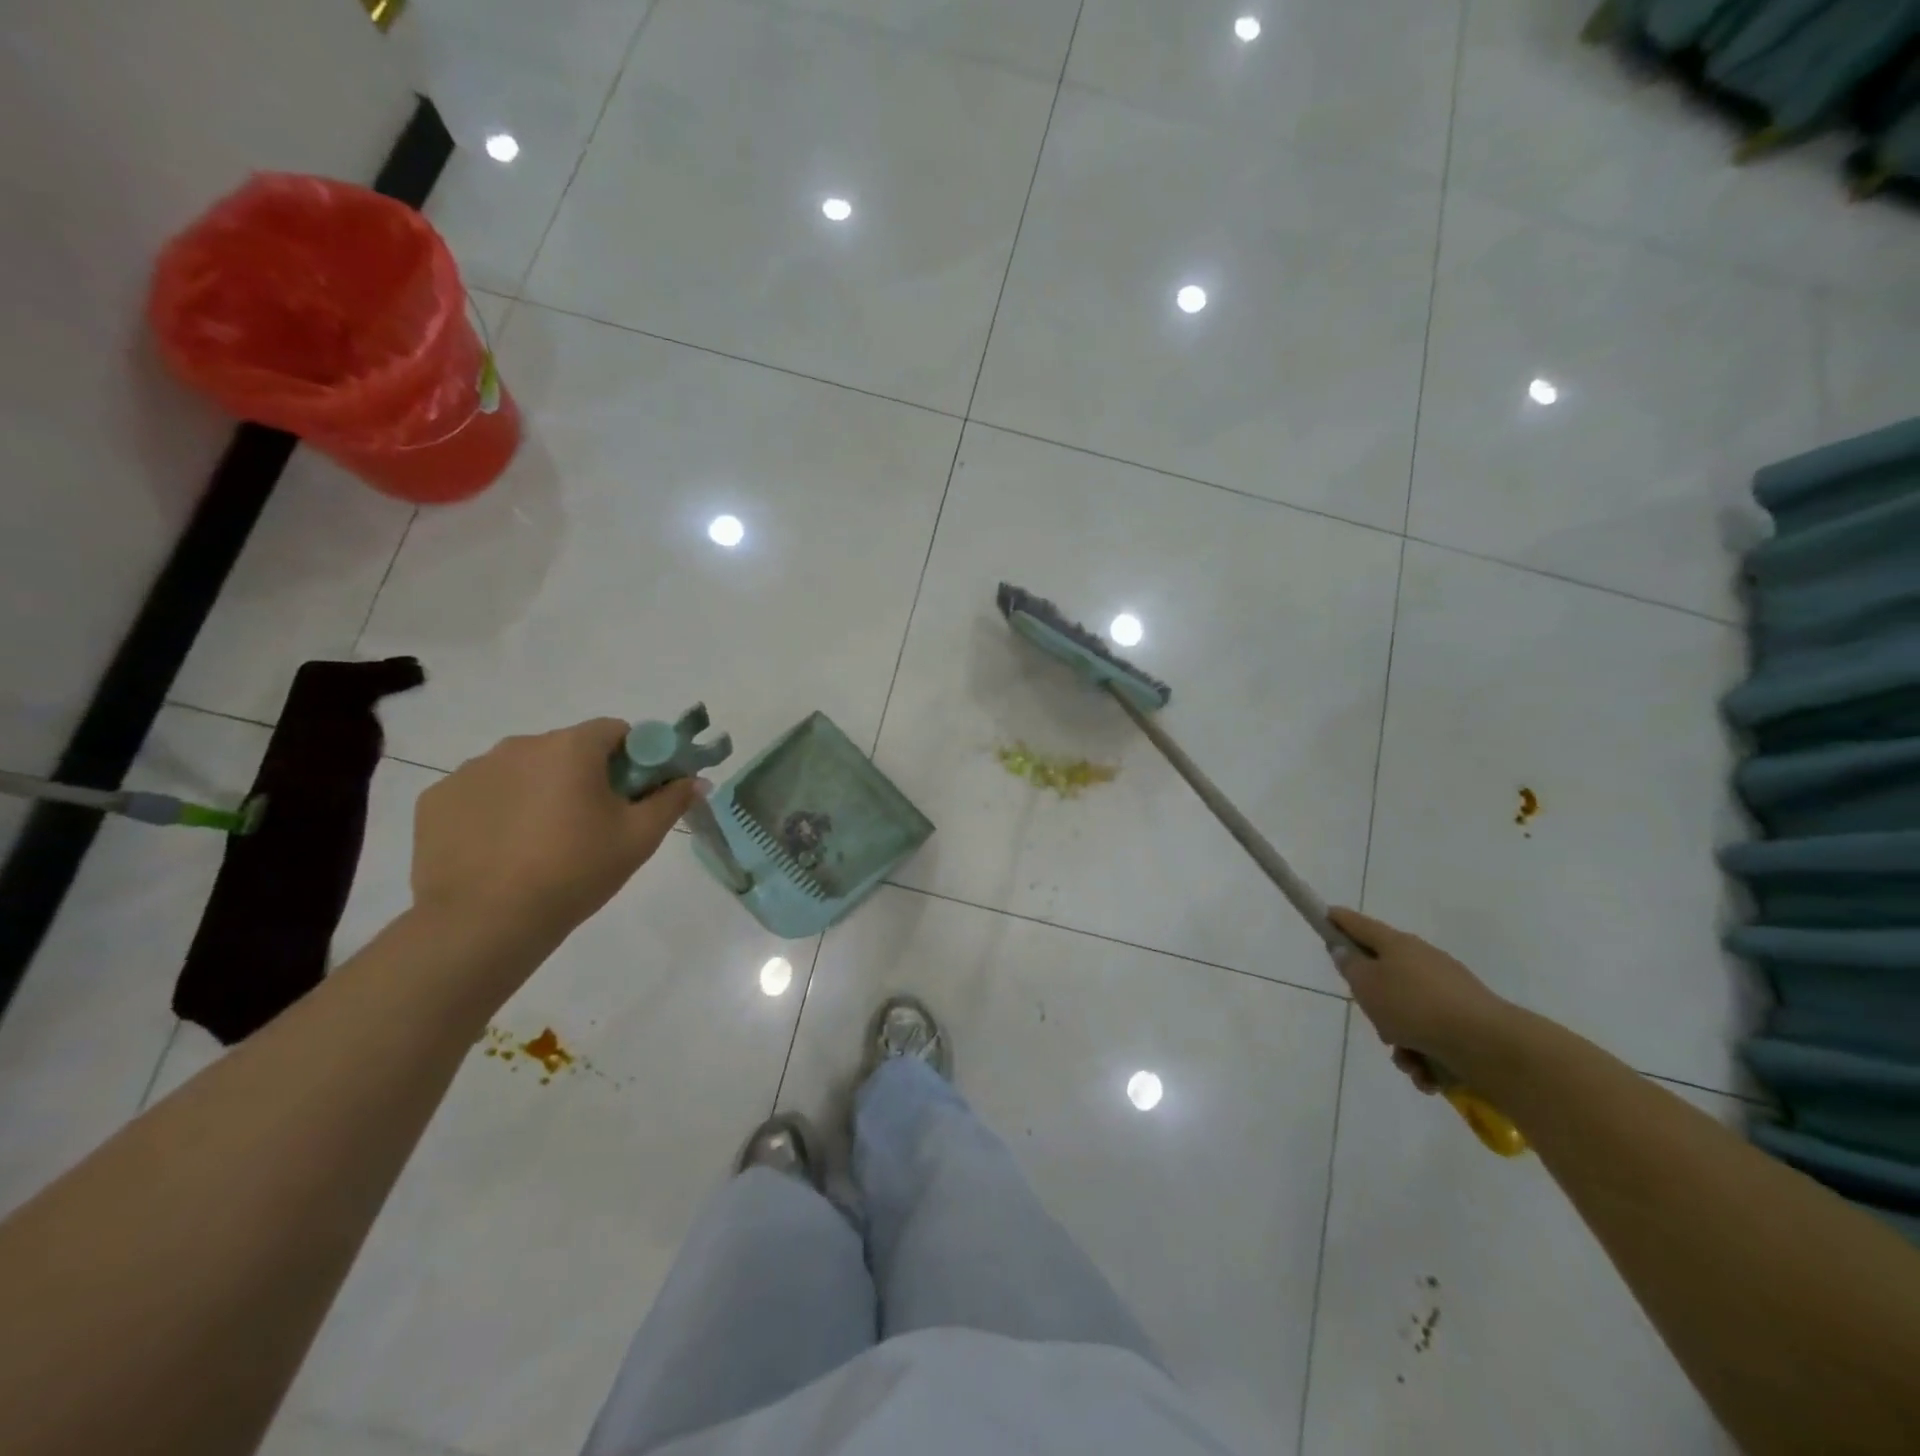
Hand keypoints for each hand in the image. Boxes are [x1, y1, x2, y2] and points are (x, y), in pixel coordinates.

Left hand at [412, 719, 698, 942]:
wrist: (485, 923)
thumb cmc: (575, 872)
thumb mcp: (638, 838)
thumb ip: (671, 801)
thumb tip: (695, 780)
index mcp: (571, 748)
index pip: (615, 730)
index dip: (634, 757)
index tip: (634, 792)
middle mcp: (519, 745)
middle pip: (567, 749)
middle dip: (585, 775)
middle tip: (593, 823)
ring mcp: (471, 770)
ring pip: (522, 770)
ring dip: (539, 790)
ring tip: (542, 842)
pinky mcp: (437, 800)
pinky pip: (482, 793)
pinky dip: (497, 810)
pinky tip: (502, 849)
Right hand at [1328, 907, 1514, 1091]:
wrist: (1488, 1045)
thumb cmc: (1414, 1007)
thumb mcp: (1366, 984)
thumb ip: (1349, 966)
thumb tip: (1345, 951)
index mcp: (1397, 944)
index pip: (1360, 925)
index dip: (1339, 920)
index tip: (1325, 916)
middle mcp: (1423, 961)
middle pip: (1385, 975)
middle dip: (1375, 1003)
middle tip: (1372, 1018)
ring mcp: (1448, 991)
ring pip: (1407, 1013)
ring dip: (1400, 1039)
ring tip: (1407, 1060)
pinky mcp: (1467, 1021)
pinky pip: (1431, 1036)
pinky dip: (1425, 1056)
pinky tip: (1427, 1074)